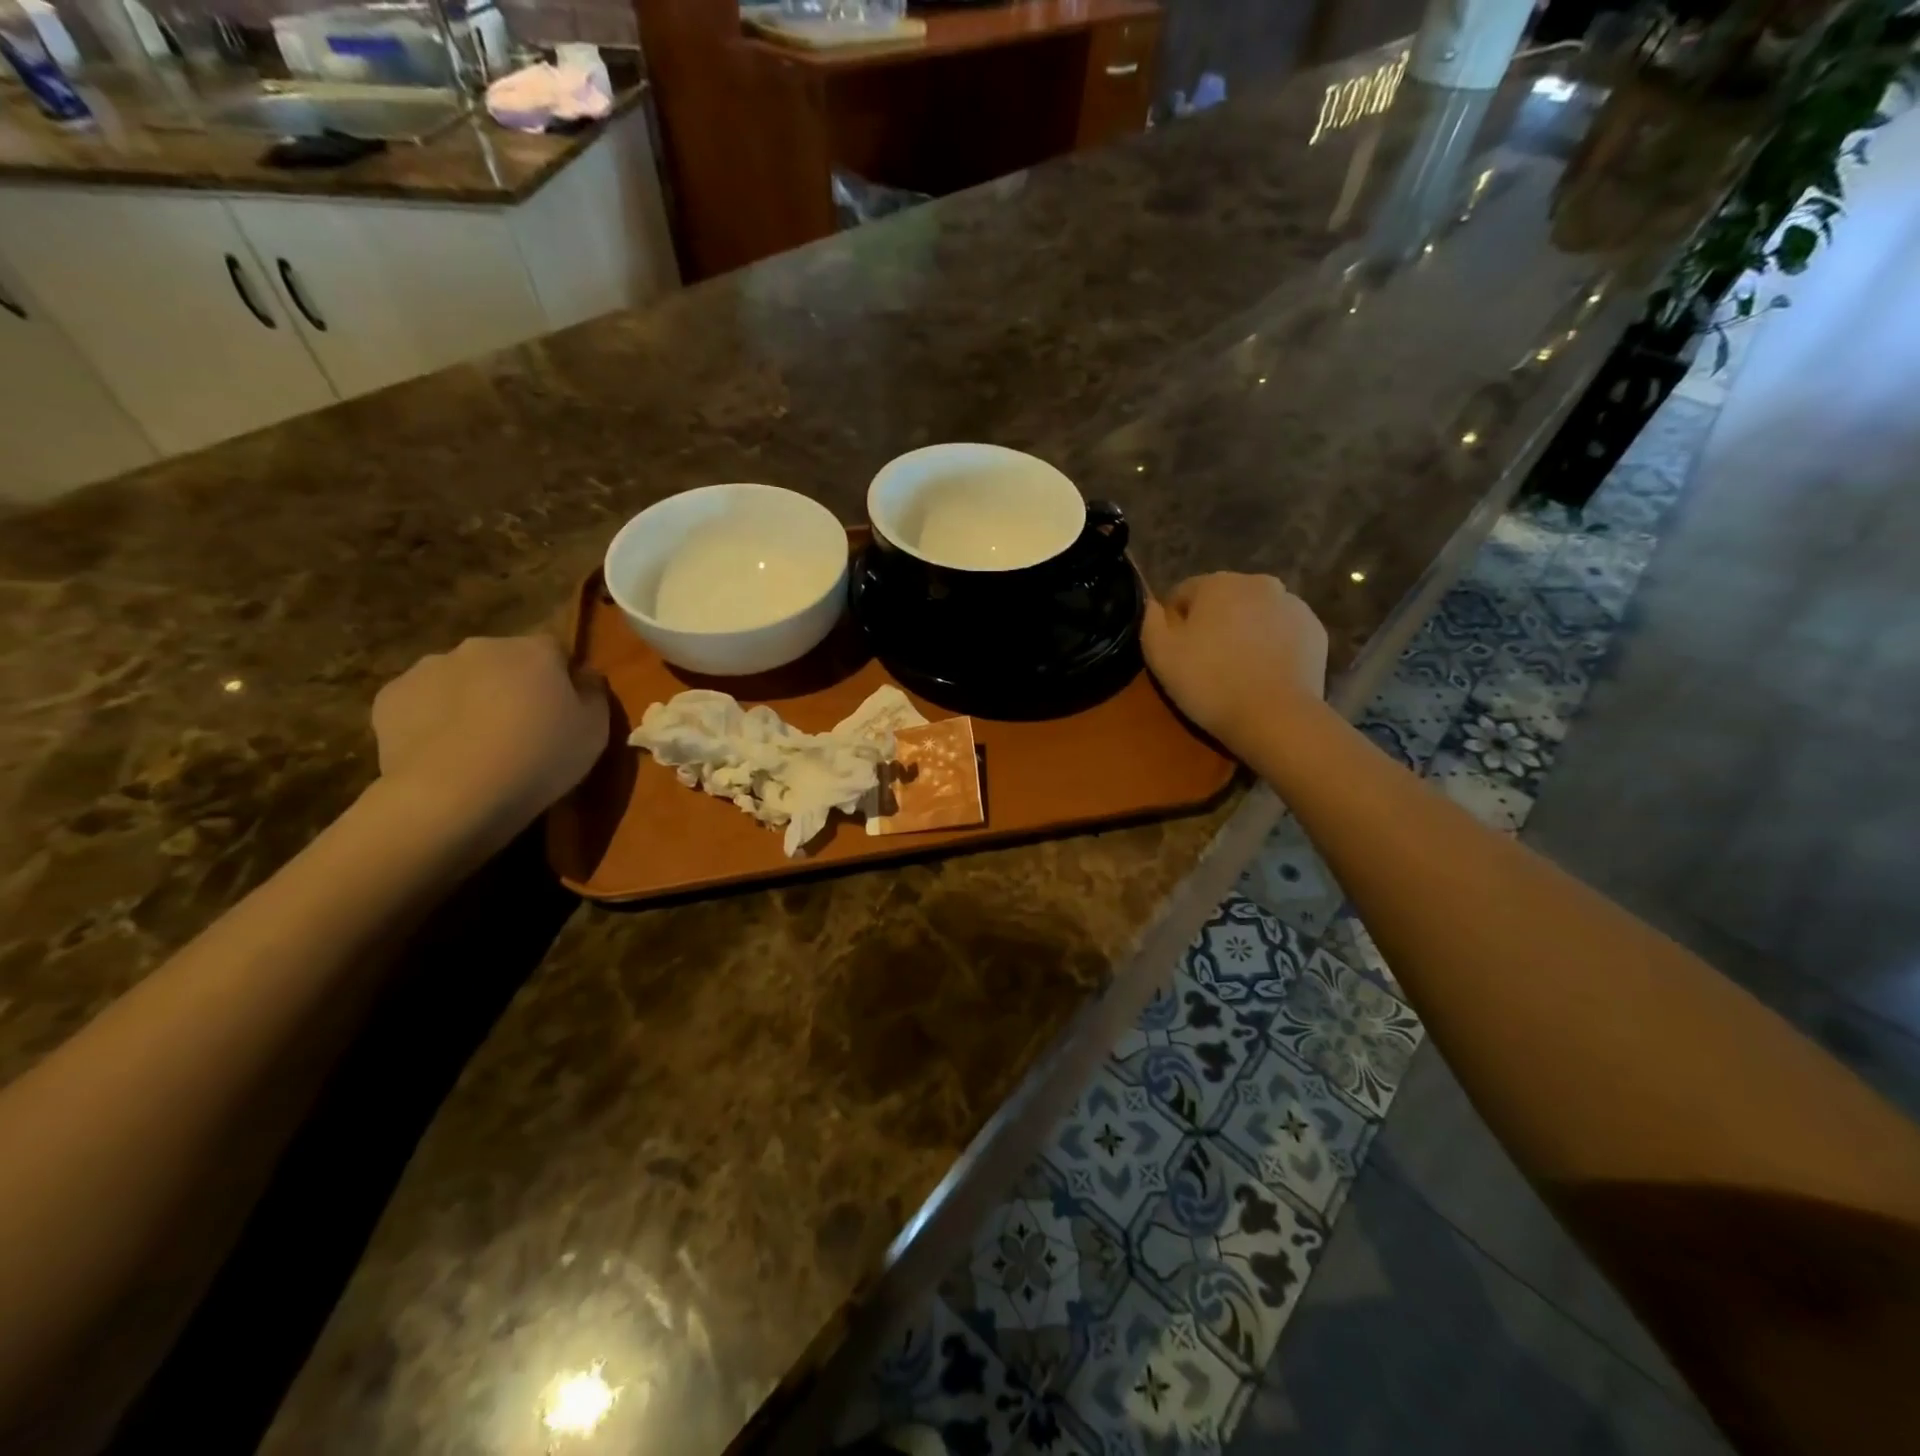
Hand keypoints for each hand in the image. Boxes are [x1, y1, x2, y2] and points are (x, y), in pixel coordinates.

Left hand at [371, 635, 608, 832]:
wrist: (455, 794)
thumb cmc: (541, 757)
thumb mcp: (596, 730)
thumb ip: (593, 694)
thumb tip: (584, 676)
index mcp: (535, 650)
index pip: (556, 651)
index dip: (561, 680)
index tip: (564, 712)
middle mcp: (481, 647)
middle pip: (505, 661)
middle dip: (512, 686)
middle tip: (520, 730)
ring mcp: (429, 668)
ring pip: (460, 679)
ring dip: (471, 699)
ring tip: (477, 745)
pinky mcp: (390, 697)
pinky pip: (422, 702)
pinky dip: (433, 719)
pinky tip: (443, 752)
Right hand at [1142, 573, 1328, 748]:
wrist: (1276, 717)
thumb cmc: (1210, 683)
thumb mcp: (1160, 654)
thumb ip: (1150, 620)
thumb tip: (1152, 604)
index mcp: (1217, 582)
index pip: (1183, 593)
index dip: (1175, 623)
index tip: (1176, 653)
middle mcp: (1258, 582)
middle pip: (1223, 600)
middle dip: (1212, 623)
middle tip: (1206, 663)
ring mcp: (1293, 605)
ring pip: (1255, 614)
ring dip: (1243, 632)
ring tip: (1238, 670)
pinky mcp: (1315, 630)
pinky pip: (1282, 632)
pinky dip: (1271, 645)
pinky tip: (1264, 673)